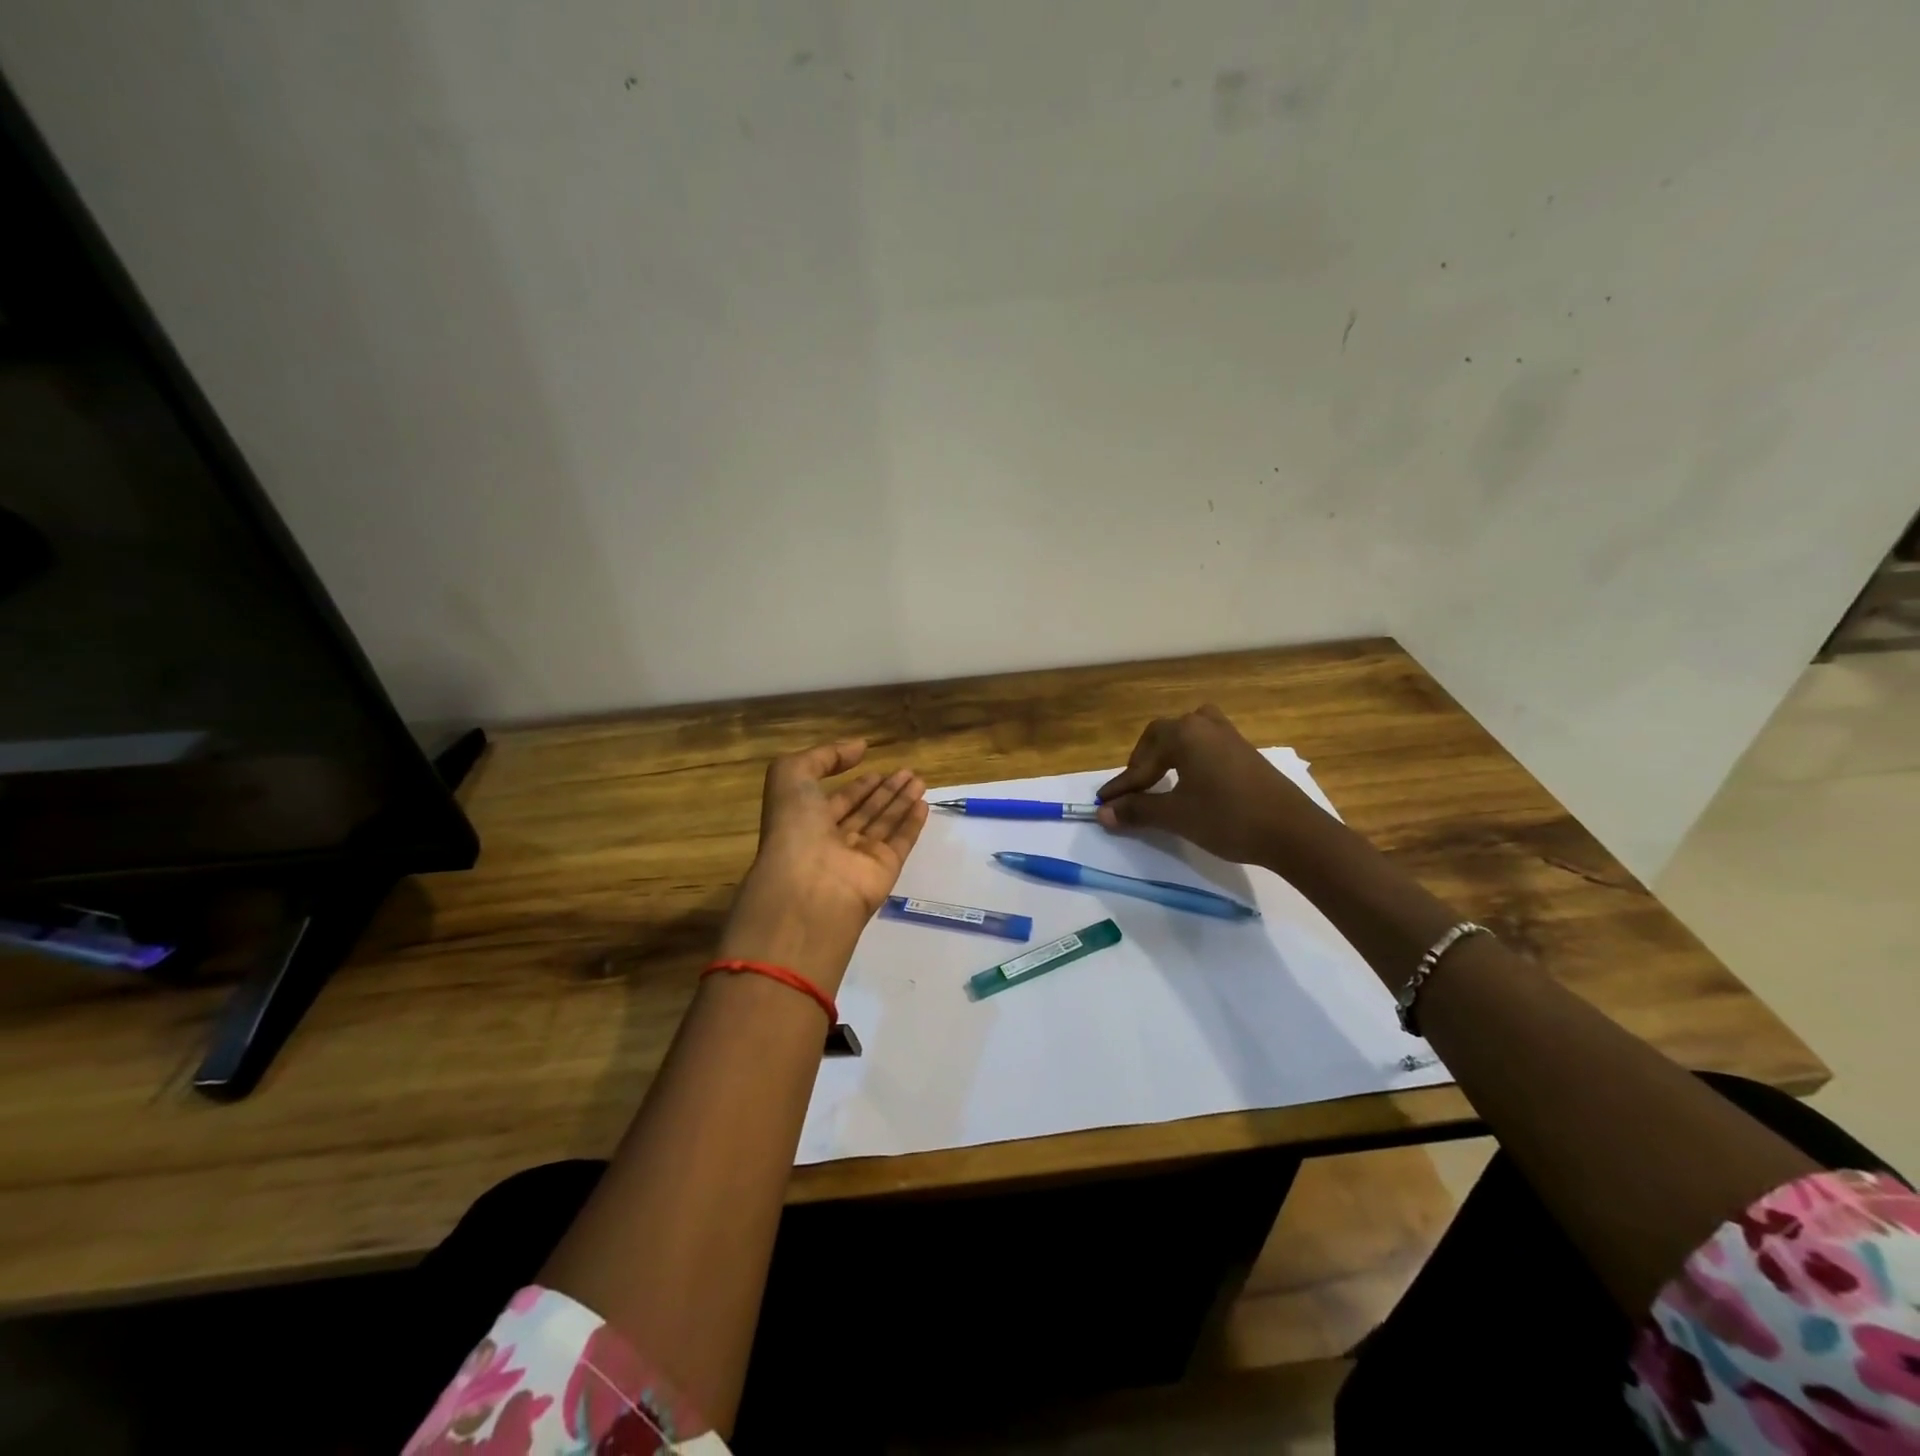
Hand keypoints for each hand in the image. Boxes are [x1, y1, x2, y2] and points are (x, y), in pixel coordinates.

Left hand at [718, 741, 927, 994]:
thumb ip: (823, 756)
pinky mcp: (885, 869)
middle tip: (906, 771)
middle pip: (864, 811)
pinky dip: (912, 822)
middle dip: (883, 791)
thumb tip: (859, 746)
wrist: (809, 887)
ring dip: (901, 800)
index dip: (854, 785)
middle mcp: (833, 841)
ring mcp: (859, 858)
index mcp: (806, 823)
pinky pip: (901, 841)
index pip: (835, 800)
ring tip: (919, 779)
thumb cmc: (794, 827)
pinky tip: (923, 804)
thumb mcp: (791, 776)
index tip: (873, 766)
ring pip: (884, 823)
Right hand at [1095, 705, 1329, 868]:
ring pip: (1187, 736)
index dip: (1122, 785)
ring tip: (1159, 778)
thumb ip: (1138, 810)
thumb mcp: (1176, 816)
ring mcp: (1229, 735)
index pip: (1142, 759)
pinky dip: (1189, 759)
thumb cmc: (1227, 818)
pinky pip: (1206, 745)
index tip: (1104, 804)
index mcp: (1185, 733)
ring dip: (1167, 755)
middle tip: (1133, 791)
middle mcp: (1204, 725)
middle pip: (1162, 737)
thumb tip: (1104, 813)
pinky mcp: (1245, 751)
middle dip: (1142, 764)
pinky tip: (1190, 780)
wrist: (1292, 831)